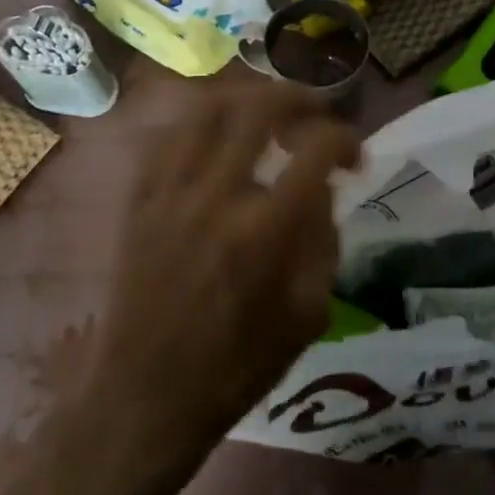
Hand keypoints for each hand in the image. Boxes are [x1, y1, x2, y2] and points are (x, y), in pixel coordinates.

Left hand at [90, 84, 359, 453]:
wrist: (146, 396)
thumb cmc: (237, 366)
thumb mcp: (308, 315)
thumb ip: (323, 240)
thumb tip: (321, 187)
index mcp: (264, 230)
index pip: (315, 149)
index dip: (346, 139)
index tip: (356, 157)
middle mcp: (215, 196)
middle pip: (258, 108)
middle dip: (299, 98)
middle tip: (317, 113)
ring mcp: (169, 192)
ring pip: (206, 109)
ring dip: (246, 98)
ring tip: (269, 110)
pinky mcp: (138, 200)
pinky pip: (168, 136)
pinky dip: (200, 123)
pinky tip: (217, 136)